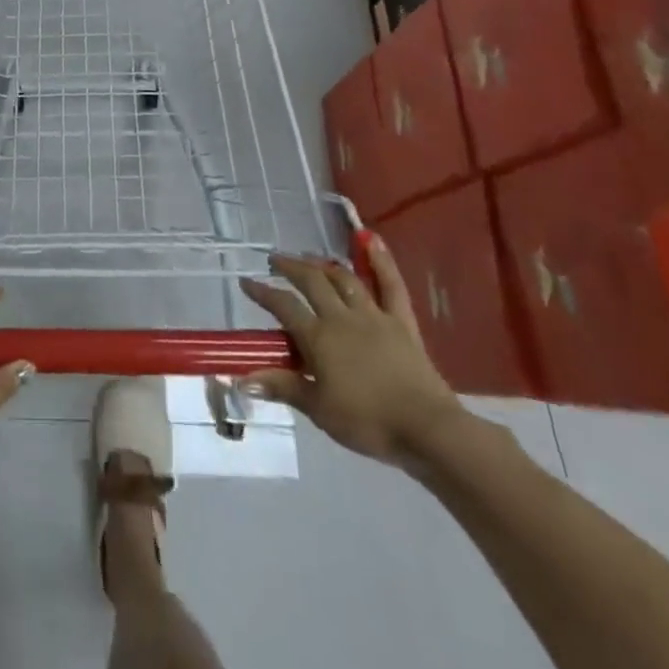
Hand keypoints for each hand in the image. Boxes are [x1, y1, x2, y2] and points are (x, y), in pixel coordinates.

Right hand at [238, 246, 462, 468]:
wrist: (427, 429)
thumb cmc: (368, 423)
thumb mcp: (318, 409)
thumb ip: (282, 387)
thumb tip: (242, 379)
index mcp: (318, 337)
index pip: (283, 306)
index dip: (262, 292)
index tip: (246, 282)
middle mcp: (341, 317)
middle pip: (311, 281)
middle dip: (290, 267)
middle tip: (276, 260)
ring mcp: (373, 315)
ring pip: (344, 278)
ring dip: (323, 264)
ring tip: (310, 260)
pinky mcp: (401, 322)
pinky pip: (391, 285)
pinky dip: (381, 260)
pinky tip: (370, 239)